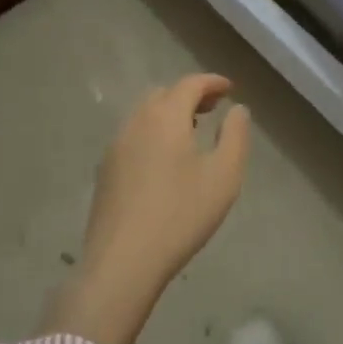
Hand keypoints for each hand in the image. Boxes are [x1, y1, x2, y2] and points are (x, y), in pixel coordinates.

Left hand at [46, 75, 250, 343]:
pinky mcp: (105, 170)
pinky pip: (132, 135)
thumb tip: (237, 109)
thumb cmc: (181, 215)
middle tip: (212, 109)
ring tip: (190, 132)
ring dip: (168, 113)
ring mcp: (115, 146)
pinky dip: (152, 132)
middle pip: (164, 94)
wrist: (122, 262)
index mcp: (166, 117)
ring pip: (144, 114)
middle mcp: (137, 122)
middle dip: (189, 95)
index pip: (190, 84)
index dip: (212, 82)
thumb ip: (235, 136)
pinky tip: (163, 160)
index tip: (230, 88)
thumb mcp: (224, 176)